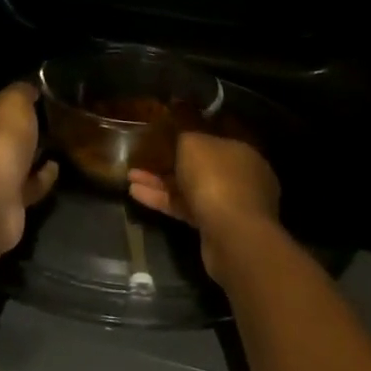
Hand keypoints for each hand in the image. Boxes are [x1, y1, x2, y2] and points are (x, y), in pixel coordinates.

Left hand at [0, 81, 59, 255]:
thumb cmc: (1, 141)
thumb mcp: (14, 102)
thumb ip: (23, 92)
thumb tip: (30, 90)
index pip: (0, 102)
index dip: (20, 98)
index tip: (46, 96)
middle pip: (8, 131)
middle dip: (28, 127)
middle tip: (59, 119)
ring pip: (19, 158)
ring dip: (36, 152)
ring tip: (63, 142)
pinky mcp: (10, 199)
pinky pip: (30, 183)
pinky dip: (43, 176)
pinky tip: (57, 167)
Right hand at [128, 133, 280, 282]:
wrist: (232, 234)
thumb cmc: (215, 177)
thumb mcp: (193, 143)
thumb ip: (185, 135)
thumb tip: (182, 136)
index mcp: (240, 152)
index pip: (212, 141)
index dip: (186, 139)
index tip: (162, 137)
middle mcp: (239, 177)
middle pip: (199, 167)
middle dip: (169, 163)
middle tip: (142, 159)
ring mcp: (228, 204)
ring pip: (189, 189)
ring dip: (160, 183)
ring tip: (130, 177)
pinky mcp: (214, 227)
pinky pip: (185, 208)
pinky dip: (163, 200)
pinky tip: (136, 194)